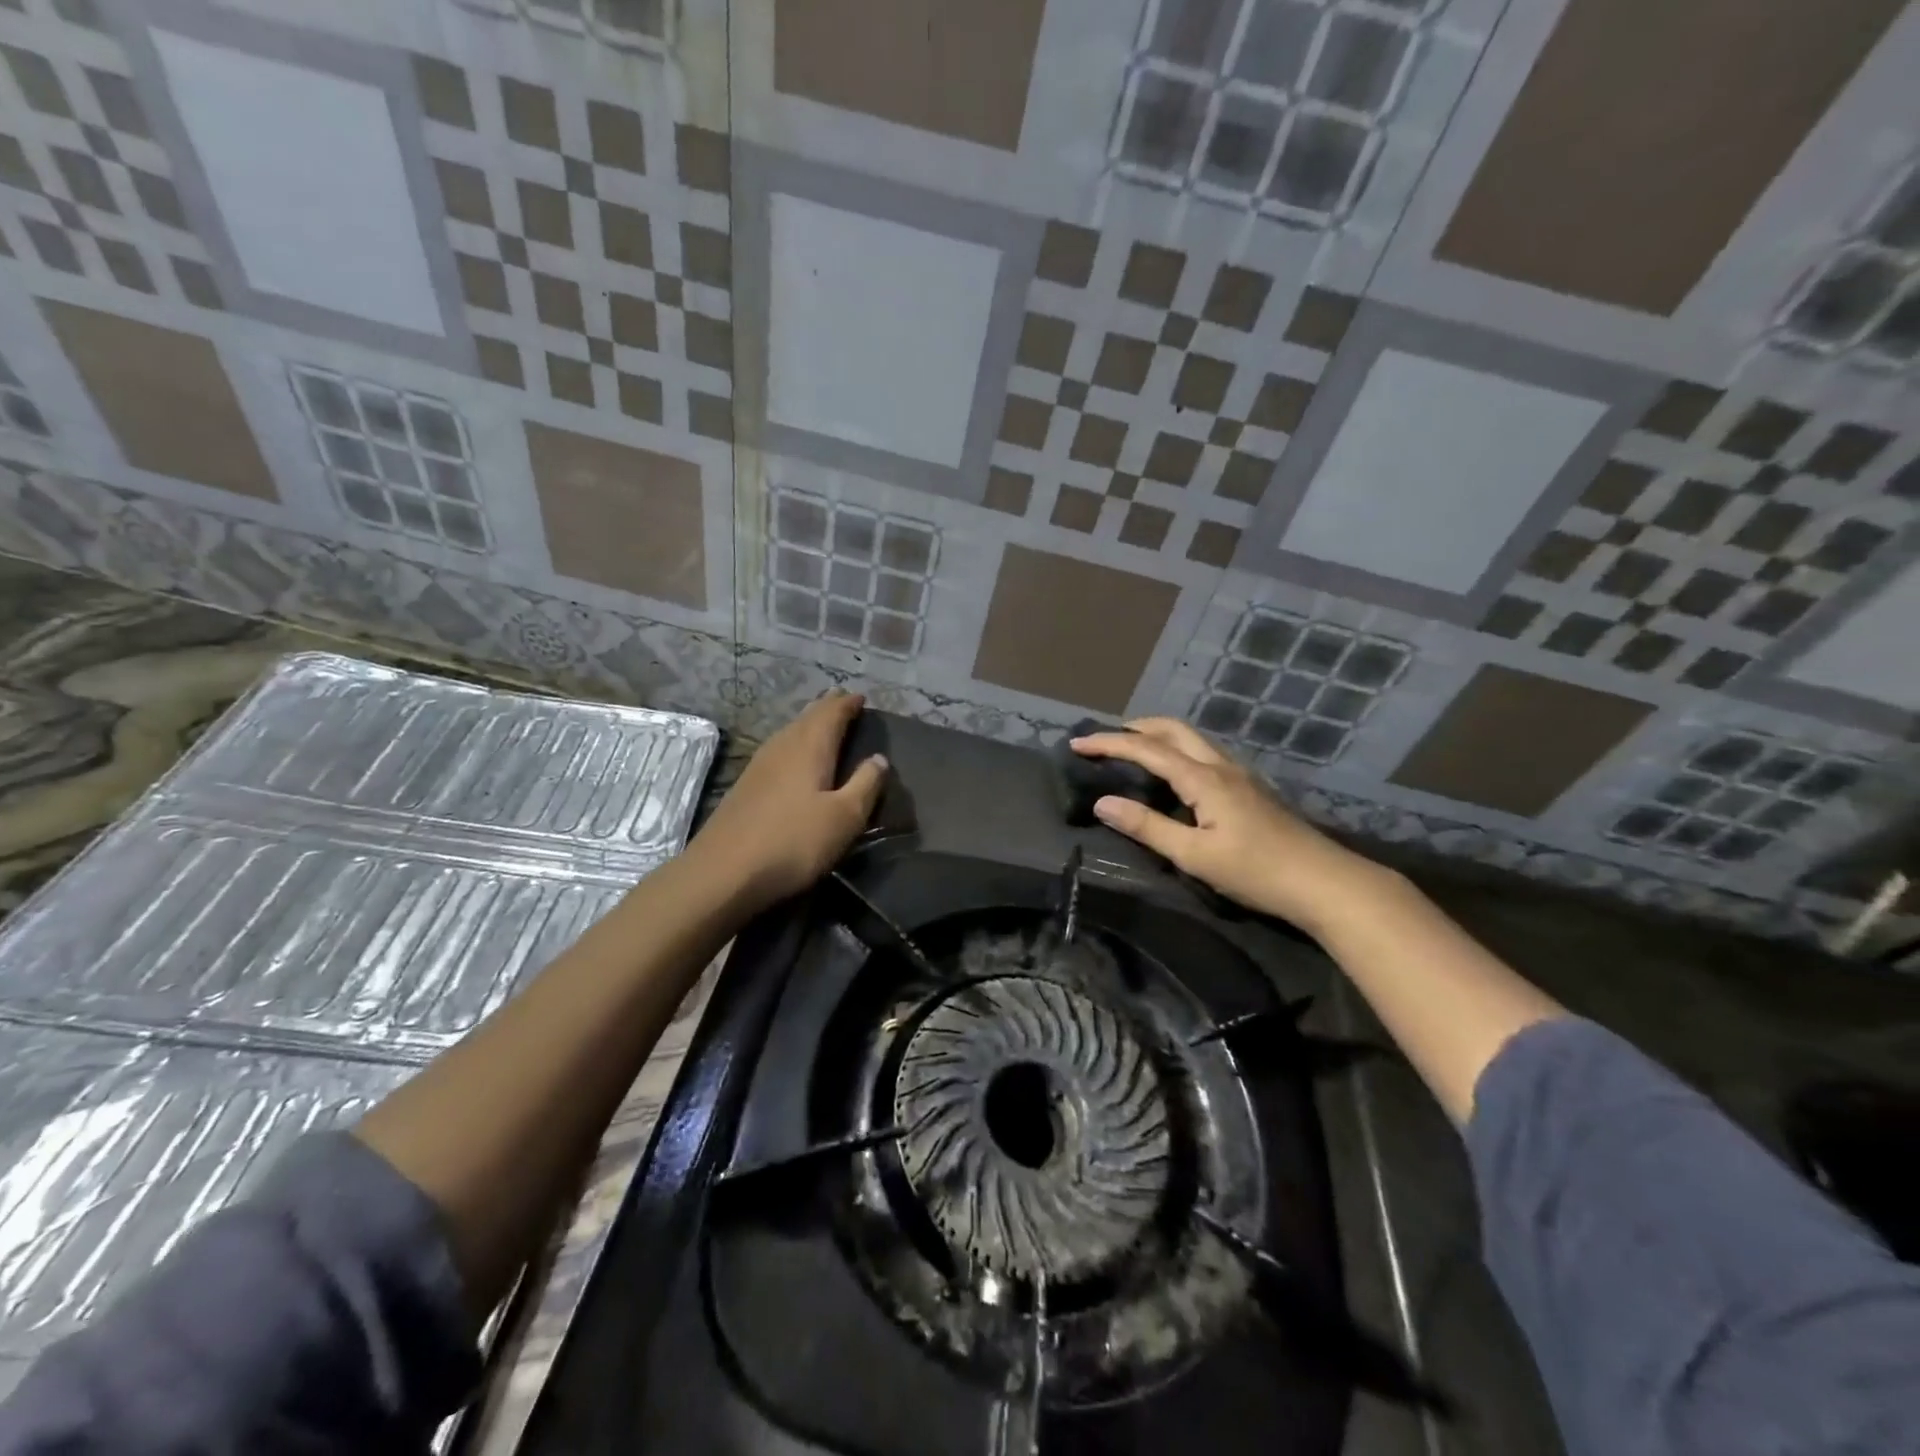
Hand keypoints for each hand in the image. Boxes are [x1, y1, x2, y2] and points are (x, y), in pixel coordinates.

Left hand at [690, 690, 887, 911]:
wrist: (724, 872)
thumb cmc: (793, 842)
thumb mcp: (845, 817)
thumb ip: (865, 784)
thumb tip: (879, 758)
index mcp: (810, 747)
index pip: (832, 713)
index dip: (848, 704)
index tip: (861, 698)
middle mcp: (783, 746)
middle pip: (807, 717)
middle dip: (827, 708)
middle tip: (843, 702)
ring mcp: (759, 765)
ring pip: (790, 732)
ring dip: (809, 724)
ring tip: (823, 724)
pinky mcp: (746, 785)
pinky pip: (778, 750)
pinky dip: (794, 743)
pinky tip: (794, 757)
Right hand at [1071, 718, 1379, 936]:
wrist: (1324, 882)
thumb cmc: (1256, 872)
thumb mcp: (1193, 855)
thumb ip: (1147, 826)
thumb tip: (1103, 803)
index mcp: (1203, 778)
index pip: (1146, 750)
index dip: (1109, 744)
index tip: (1076, 744)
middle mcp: (1221, 766)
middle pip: (1173, 730)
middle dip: (1135, 727)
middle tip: (1105, 738)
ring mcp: (1240, 774)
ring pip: (1193, 739)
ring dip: (1159, 735)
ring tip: (1134, 749)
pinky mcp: (1251, 788)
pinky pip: (1206, 753)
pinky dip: (1179, 749)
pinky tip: (1177, 773)